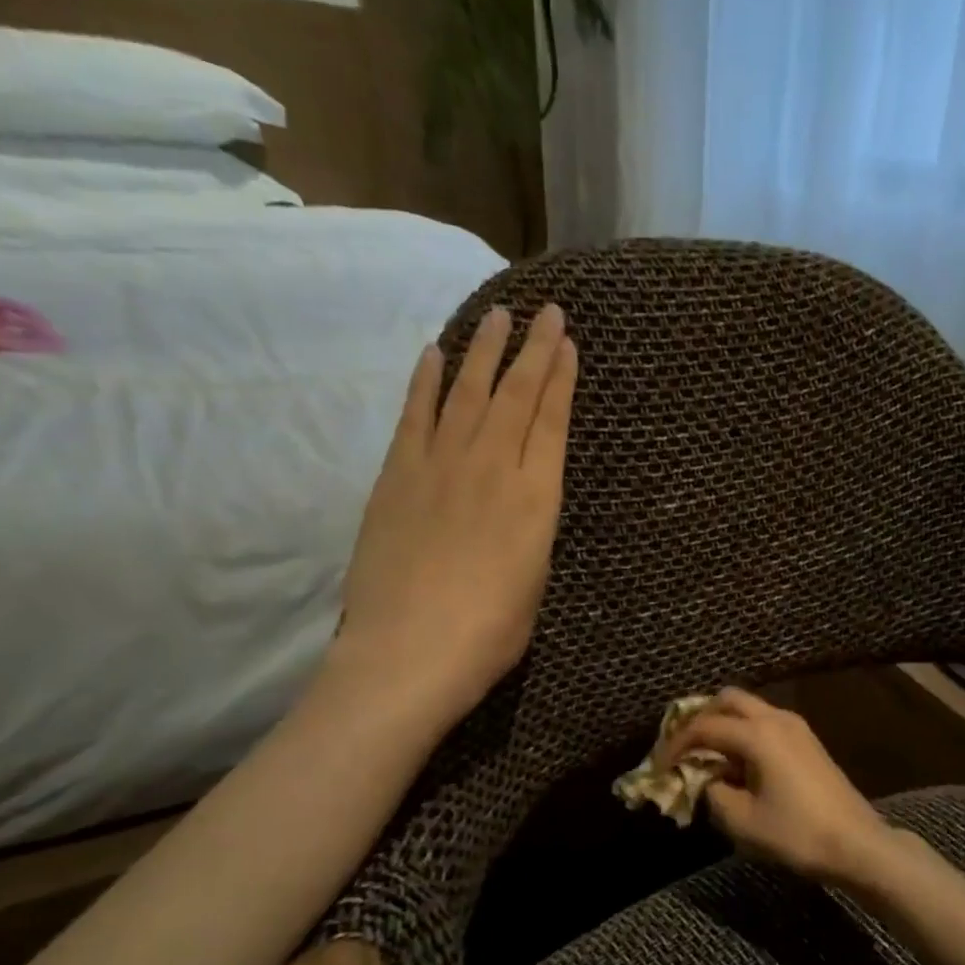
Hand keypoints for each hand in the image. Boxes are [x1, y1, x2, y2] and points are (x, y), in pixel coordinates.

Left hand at [328, 302, 575, 736]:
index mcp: (537, 499)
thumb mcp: (535, 581)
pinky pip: (415, 415)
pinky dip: (426, 382)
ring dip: (483, 352)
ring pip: (467, 393)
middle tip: (545, 313)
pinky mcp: (396, 475)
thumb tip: (525, 502)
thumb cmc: (489, 632)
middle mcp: (493, 468)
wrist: (410, 651)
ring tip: (497, 317)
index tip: (568, 343)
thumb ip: (532, 529)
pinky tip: (435, 355)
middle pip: (515, 396)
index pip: (552, 422)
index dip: (561, 379)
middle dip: (533, 350)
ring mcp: (440, 466)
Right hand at [660, 688, 895, 883]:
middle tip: (682, 746)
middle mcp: (777, 719)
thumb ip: (712, 792)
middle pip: (728, 699)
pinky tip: (736, 761)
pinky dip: (744, 731)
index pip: (704, 727)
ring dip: (723, 723)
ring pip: (749, 707)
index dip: (675, 744)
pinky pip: (765, 721)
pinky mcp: (807, 740)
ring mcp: (796, 726)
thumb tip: (707, 779)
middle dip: (700, 718)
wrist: (856, 844)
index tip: (658, 766)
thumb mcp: (741, 821)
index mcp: (758, 734)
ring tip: (706, 755)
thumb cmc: (796, 833)